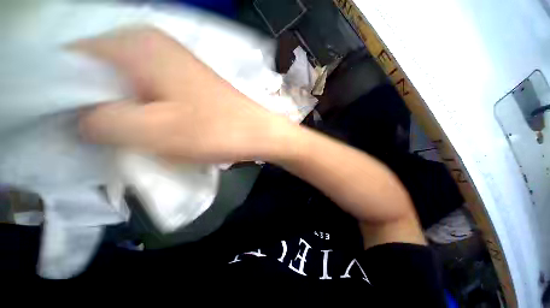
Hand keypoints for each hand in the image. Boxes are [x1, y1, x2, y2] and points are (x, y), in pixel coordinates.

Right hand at [75, 27, 295, 162]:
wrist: (255, 132)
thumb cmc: (216, 131)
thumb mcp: (151, 131)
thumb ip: (101, 120)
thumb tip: (75, 116)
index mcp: (136, 45)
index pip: (72, 57)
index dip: (60, 90)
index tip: (61, 122)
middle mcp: (151, 45)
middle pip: (98, 71)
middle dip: (90, 102)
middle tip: (92, 133)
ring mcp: (171, 64)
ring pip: (123, 83)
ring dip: (116, 108)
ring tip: (119, 133)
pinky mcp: (184, 82)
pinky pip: (146, 91)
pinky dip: (138, 108)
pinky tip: (144, 126)